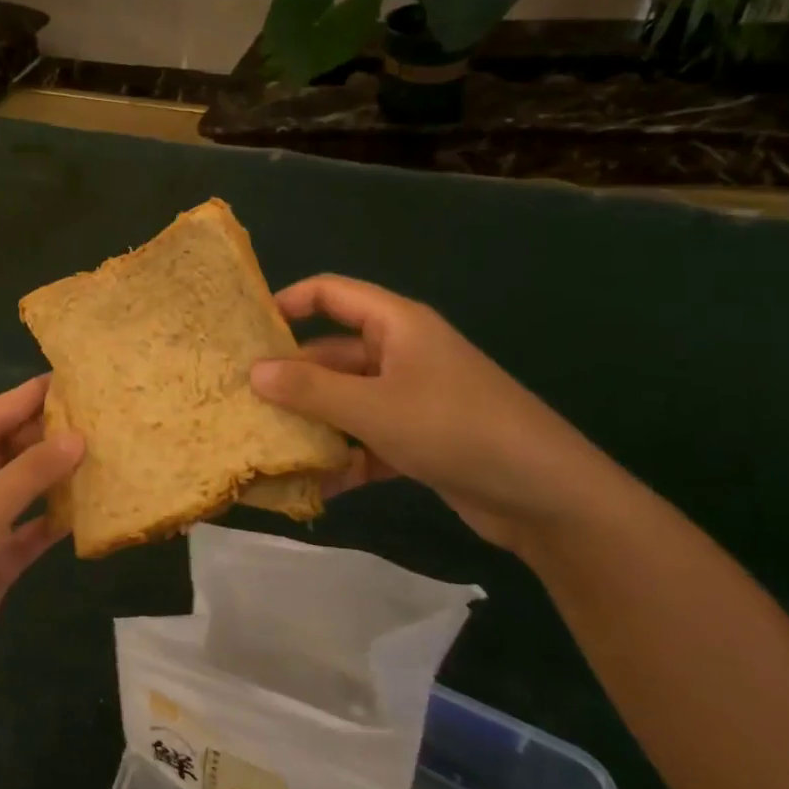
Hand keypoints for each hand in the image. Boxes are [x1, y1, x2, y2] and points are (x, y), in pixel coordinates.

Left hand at [0, 375, 83, 697]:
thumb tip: (79, 436)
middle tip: (100, 418)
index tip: (72, 377)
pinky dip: (52, 519)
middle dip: (48, 436)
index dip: (30, 396)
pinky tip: (88, 508)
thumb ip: (33, 470)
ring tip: (102, 455)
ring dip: (54, 476)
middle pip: (9, 449)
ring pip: (22, 488)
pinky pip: (28, 528)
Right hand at [251, 276, 624, 550]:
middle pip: (333, 353)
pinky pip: (368, 438)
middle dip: (292, 377)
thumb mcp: (373, 407)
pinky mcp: (420, 438)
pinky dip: (345, 457)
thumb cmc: (454, 428)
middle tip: (243, 399)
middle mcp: (402, 353)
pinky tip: (318, 485)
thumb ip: (310, 389)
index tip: (248, 330)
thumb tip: (254, 372)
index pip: (332, 293)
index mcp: (396, 325)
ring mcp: (412, 397)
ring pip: (347, 399)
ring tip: (267, 444)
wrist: (545, 495)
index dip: (289, 302)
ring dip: (314, 422)